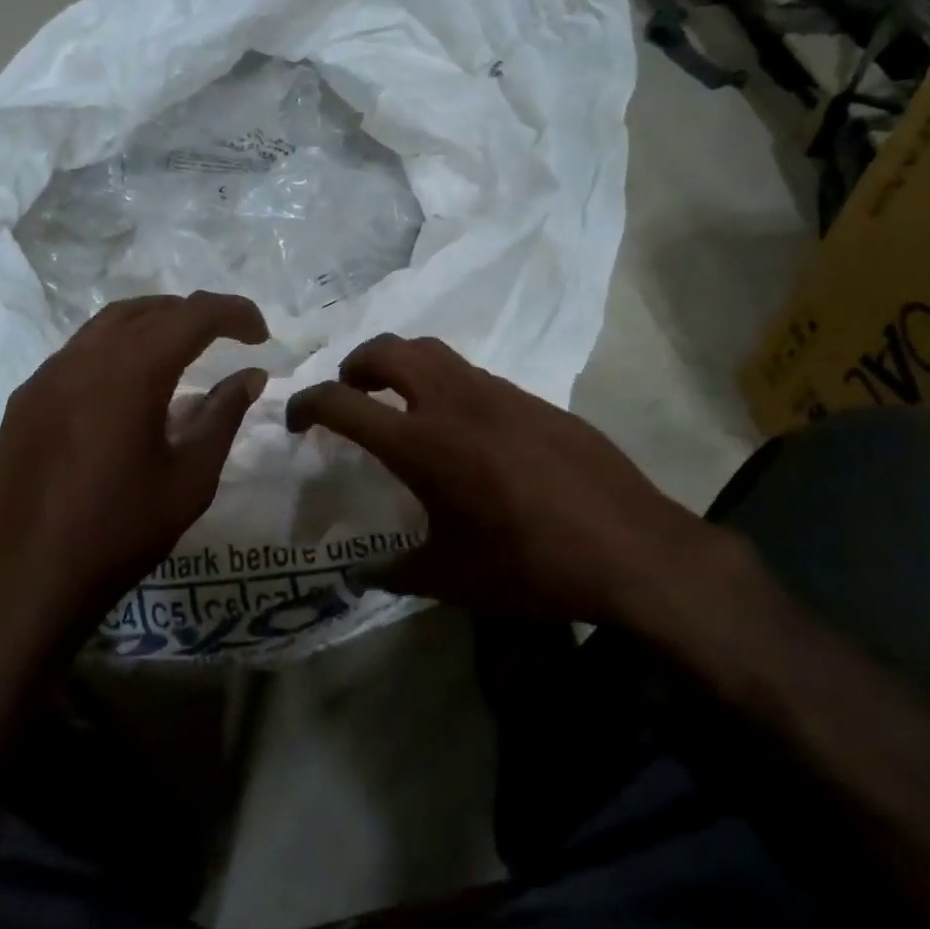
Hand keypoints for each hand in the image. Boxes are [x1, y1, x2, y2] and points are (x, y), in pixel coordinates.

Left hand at [0, 292, 268, 669]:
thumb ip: (223, 417)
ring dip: (151, 326)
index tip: (260, 334)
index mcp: (131, 373)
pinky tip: (127, 390)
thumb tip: (250, 376)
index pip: (192, 314)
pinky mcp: (25, 400)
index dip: (233, 313)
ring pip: (106, 325)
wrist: (27, 579)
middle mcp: (84, 358)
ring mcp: (46, 376)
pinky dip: (115, 352)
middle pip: (148, 310)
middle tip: (226, 339)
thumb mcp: (190, 479)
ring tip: (181, 353)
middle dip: (193, 315)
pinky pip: (77, 354)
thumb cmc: (120, 533)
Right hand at [286, 334, 723, 629]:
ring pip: (433, 350)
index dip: (306, 404)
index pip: (341, 403)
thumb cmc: (530, 566)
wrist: (633, 550)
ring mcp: (499, 393)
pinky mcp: (533, 399)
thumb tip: (358, 575)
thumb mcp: (450, 578)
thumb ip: (393, 573)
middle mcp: (455, 403)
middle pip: (387, 349)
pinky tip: (463, 428)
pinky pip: (473, 374)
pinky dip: (446, 384)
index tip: (296, 421)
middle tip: (350, 394)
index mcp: (422, 444)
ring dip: (401, 364)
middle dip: (354, 364)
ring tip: (400, 401)